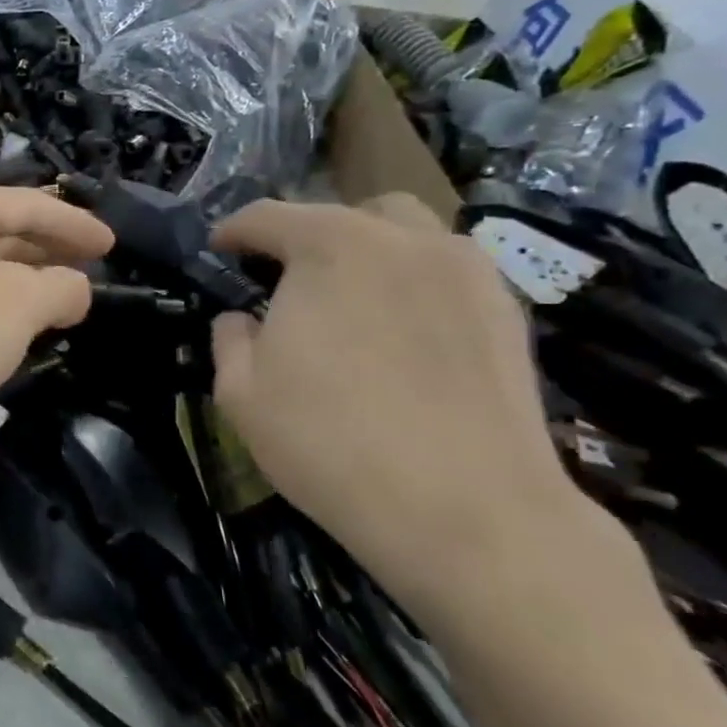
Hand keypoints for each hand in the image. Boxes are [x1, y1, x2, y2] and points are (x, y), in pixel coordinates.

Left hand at [0, 181, 111, 461]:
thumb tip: (75, 288)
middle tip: (89, 271)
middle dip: (46, 251)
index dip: (76, 224)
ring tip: (58, 302)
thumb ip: (62, 287)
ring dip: (18, 283)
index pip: (28, 204)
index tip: (112, 245)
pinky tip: (9, 331)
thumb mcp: (21, 305)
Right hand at [209, 195, 604, 623]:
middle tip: (289, 281)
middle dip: (309, 235)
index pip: (267, 216)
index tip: (217, 251)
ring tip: (352, 305)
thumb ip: (230, 339)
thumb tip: (241, 320)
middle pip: (346, 213)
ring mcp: (467, 272)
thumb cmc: (330, 442)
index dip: (233, 232)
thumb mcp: (240, 393)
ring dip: (370, 254)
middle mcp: (403, 240)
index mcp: (330, 246)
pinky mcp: (508, 313)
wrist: (468, 513)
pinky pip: (448, 276)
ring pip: (409, 235)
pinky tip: (404, 338)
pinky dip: (416, 287)